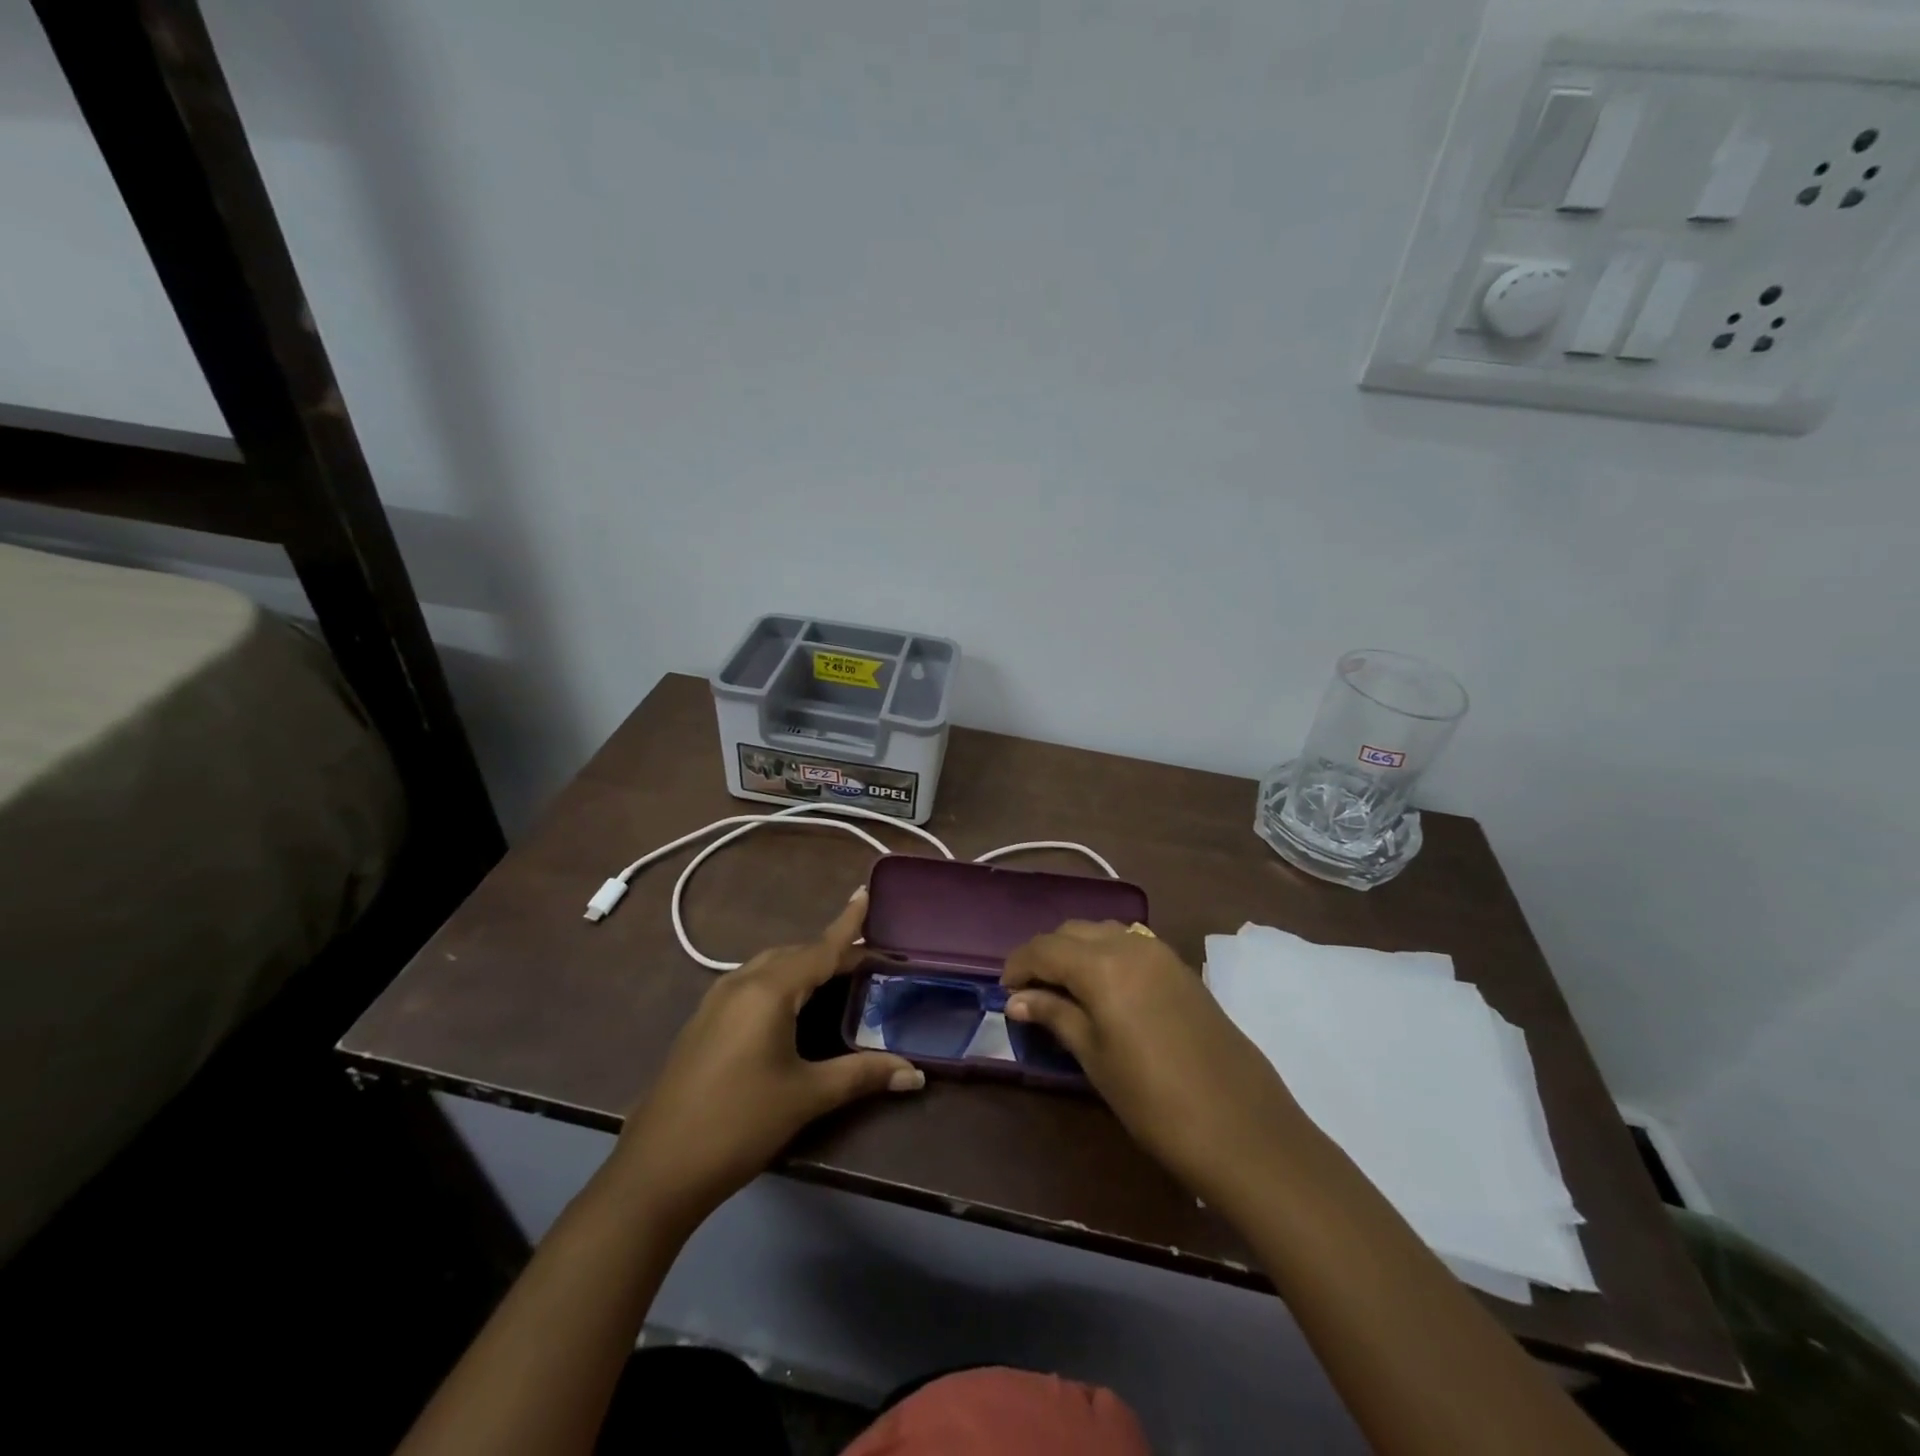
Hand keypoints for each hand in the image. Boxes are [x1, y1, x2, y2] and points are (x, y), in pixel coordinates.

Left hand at [609, 889, 923, 1233]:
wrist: (656, 1170)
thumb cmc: (739, 1124)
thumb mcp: (806, 1096)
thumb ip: (862, 1075)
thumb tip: (916, 1073)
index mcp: (768, 991)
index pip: (820, 949)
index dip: (848, 924)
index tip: (865, 890)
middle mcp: (740, 984)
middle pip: (795, 954)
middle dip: (831, 950)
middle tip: (867, 958)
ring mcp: (716, 1002)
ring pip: (770, 967)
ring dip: (804, 965)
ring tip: (835, 975)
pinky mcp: (704, 1023)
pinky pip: (751, 984)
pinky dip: (781, 982)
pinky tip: (791, 1006)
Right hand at [1002, 921, 1308, 1209]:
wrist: (1242, 1128)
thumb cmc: (1154, 1101)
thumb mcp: (1095, 1058)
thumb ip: (1056, 1016)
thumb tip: (1018, 1000)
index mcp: (1103, 965)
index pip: (1045, 948)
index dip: (1018, 965)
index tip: (1005, 992)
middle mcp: (1131, 944)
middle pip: (1073, 931)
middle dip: (1046, 954)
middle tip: (1031, 992)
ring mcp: (1161, 953)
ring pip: (1103, 932)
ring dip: (1077, 951)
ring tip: (1064, 990)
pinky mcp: (1181, 969)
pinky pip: (1131, 944)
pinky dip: (1106, 955)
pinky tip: (1104, 990)